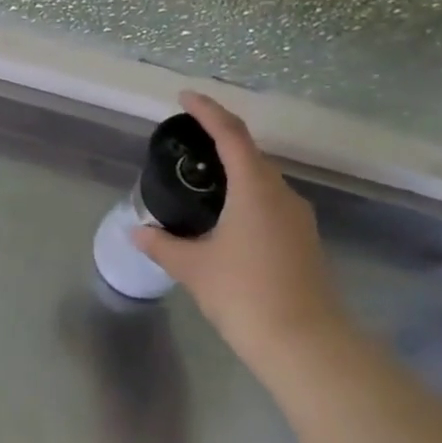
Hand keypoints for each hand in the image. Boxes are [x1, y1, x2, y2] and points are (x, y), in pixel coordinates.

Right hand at [133, 92, 357, 379]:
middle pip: (249, 153)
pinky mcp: (304, 241)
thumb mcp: (194, 268)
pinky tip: (226, 219)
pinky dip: (246, 198)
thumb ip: (162, 244)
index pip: (230, 134)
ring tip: (201, 182)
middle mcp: (282, 194)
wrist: (305, 344)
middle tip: (187, 144)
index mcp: (255, 188)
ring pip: (262, 180)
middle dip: (219, 141)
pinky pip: (270, 204)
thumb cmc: (245, 295)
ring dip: (234, 172)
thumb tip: (136, 232)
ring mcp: (298, 218)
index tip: (184, 98)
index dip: (207, 111)